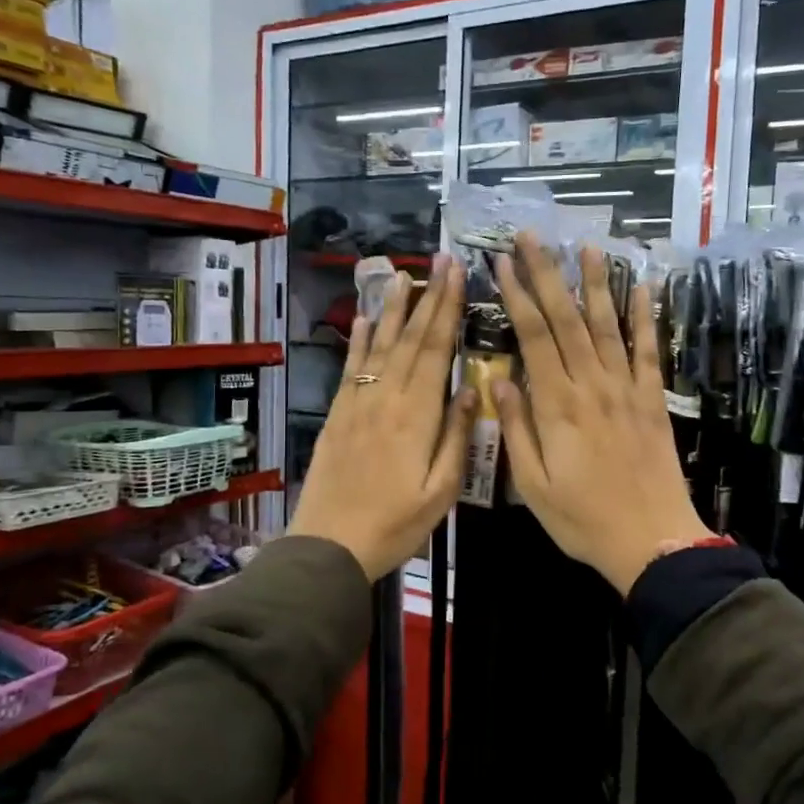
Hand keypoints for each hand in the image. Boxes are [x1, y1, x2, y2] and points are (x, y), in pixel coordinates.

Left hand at [289, 255, 473, 579]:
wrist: (330, 544)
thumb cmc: (395, 524)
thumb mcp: (440, 491)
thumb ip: (456, 437)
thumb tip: (473, 388)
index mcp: (417, 415)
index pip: (437, 349)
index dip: (448, 308)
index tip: (458, 273)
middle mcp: (387, 398)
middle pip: (410, 338)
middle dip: (428, 296)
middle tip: (440, 259)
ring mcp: (358, 402)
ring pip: (379, 345)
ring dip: (392, 308)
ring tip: (403, 274)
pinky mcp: (339, 414)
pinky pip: (351, 368)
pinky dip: (357, 341)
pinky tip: (362, 319)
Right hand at [492, 236, 709, 595]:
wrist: (652, 540)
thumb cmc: (582, 519)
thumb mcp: (532, 485)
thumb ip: (515, 429)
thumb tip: (497, 381)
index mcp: (557, 406)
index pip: (534, 337)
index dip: (518, 296)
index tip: (502, 263)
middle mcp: (592, 386)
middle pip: (566, 319)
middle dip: (547, 274)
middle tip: (532, 236)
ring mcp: (627, 389)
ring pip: (607, 326)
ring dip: (595, 283)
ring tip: (585, 245)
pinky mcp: (653, 400)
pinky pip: (649, 351)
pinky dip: (645, 317)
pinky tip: (641, 287)